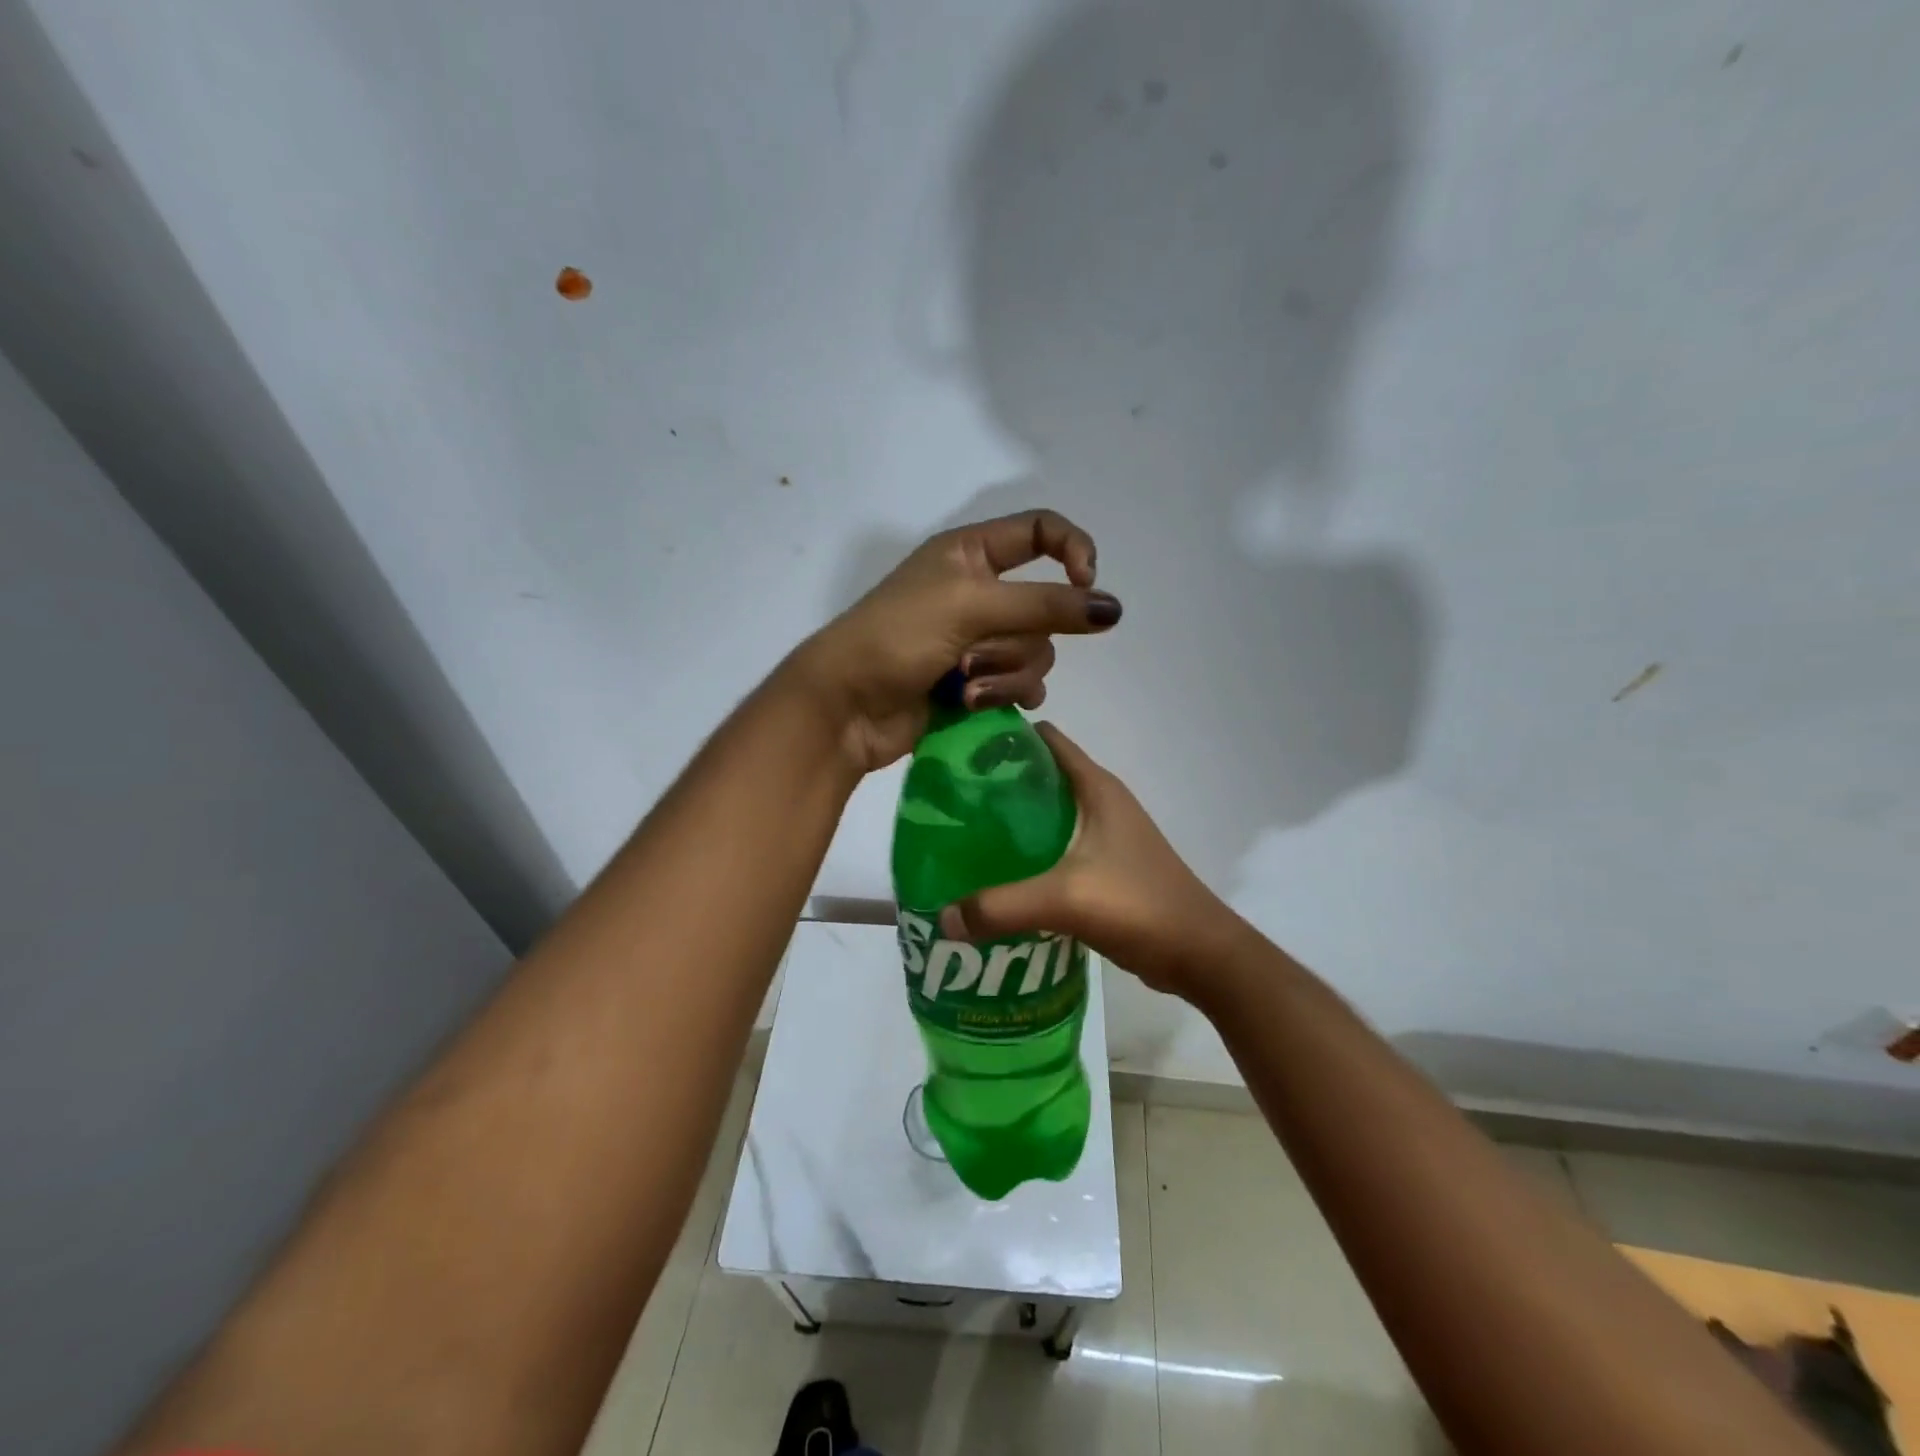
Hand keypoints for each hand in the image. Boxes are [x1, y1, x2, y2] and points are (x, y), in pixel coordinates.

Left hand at [794, 510, 1122, 771]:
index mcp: (971, 553)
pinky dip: (1004, 695)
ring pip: (1036, 652)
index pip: (1041, 531)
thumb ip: (1045, 604)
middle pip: (1044, 607)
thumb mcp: (970, 606)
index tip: (1084, 584)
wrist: (847, 706)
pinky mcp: (977, 681)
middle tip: (971, 653)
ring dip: (1004, 673)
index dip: (1072, 551)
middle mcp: (980, 591)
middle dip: (1015, 639)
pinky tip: (978, 704)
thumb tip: (1113, 608)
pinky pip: (1021, 684)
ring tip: (965, 685)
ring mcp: (978, 639)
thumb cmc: (897, 637)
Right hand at [937, 723, 1241, 999]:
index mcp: (1096, 787)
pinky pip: (1056, 848)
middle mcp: (1100, 802)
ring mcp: (1105, 835)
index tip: (958, 753)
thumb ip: (1002, 906)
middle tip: (949, 804)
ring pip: (1047, 815)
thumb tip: (943, 916)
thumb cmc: (1139, 905)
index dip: (1002, 738)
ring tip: (964, 839)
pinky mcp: (1105, 866)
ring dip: (1011, 824)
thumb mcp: (1066, 899)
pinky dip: (1027, 855)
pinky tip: (998, 877)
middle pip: (1039, 777)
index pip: (1044, 740)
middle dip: (996, 786)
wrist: (1200, 954)